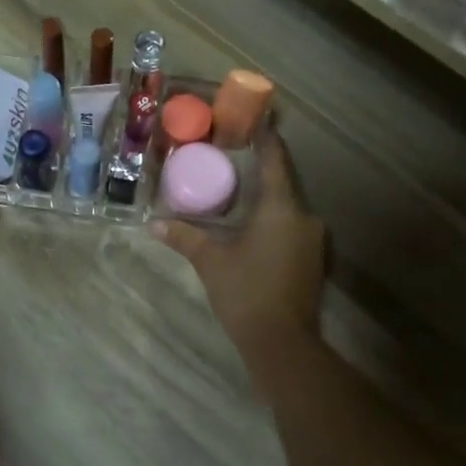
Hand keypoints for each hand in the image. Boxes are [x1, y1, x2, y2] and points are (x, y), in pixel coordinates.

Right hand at [154, 130, 327, 385]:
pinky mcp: (312, 259)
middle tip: (230, 157)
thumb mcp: (211, 261)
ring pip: (286, 206)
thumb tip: (153, 223)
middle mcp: (304, 217)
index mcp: (281, 208)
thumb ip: (184, 237)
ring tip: (236, 189)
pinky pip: (290, 225)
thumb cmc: (246, 292)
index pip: (275, 160)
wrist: (283, 344)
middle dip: (258, 170)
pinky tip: (250, 223)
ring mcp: (312, 239)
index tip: (251, 122)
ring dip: (265, 197)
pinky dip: (272, 219)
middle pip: (282, 182)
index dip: (265, 138)